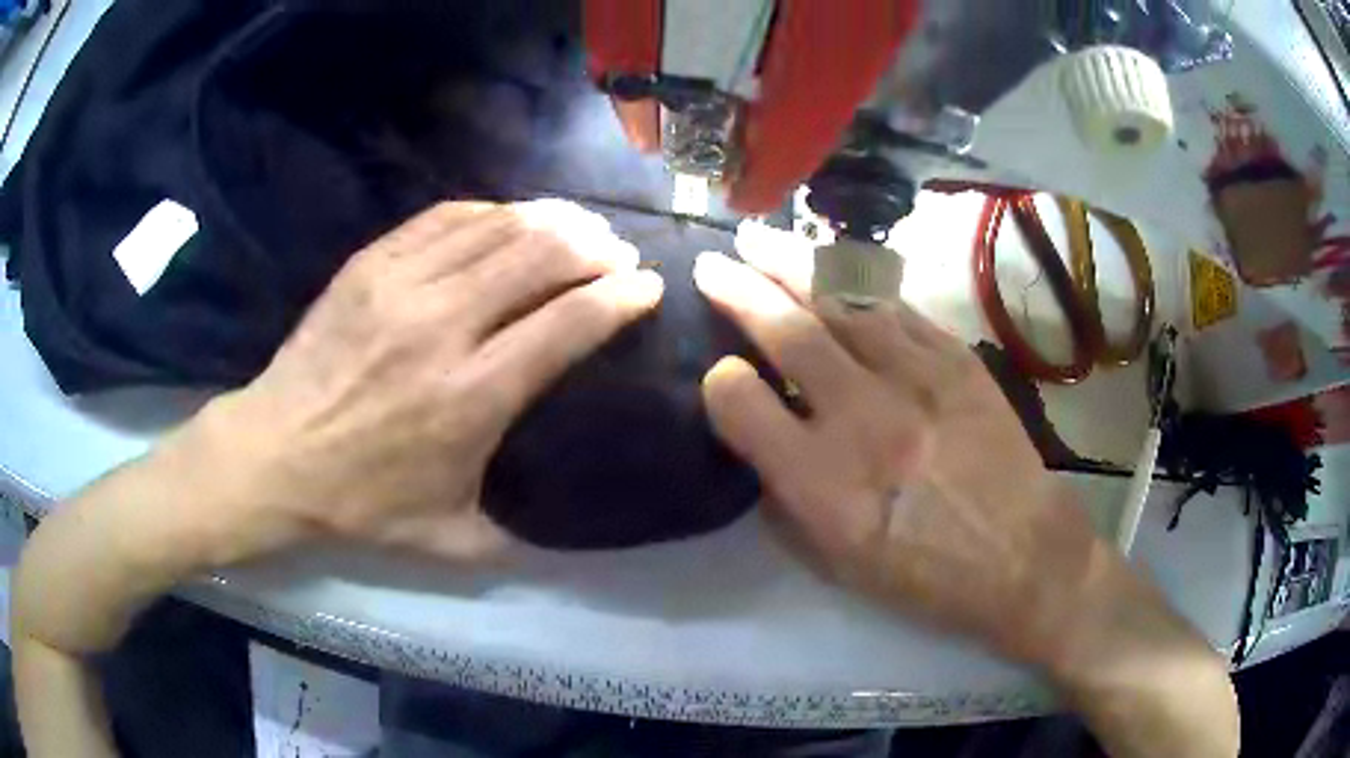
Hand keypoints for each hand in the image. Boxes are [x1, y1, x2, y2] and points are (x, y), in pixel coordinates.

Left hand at [215, 200, 663, 561]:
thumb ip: (516, 537)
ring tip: (579, 224)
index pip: (569, 323)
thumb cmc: (361, 501)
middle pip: (540, 256)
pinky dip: (491, 211)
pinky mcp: (371, 264)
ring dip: (551, 219)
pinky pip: (446, 217)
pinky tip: (510, 218)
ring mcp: (402, 286)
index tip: (647, 285)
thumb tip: (567, 529)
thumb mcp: (449, 538)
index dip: (620, 296)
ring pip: (497, 226)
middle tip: (617, 251)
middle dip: (594, 246)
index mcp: (471, 397)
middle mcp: (443, 328)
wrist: (275, 455)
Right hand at [694, 222, 1104, 668]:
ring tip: (759, 240)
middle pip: (788, 332)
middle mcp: (863, 418)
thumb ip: (784, 495)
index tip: (724, 375)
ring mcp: (916, 378)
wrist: (1020, 553)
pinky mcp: (956, 359)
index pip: (740, 402)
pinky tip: (835, 267)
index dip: (720, 382)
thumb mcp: (835, 561)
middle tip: (712, 263)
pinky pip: (897, 306)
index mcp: (822, 482)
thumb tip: (761, 433)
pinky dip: (857, 282)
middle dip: (739, 289)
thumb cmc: (923, 572)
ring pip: (842, 300)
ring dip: (792, 264)